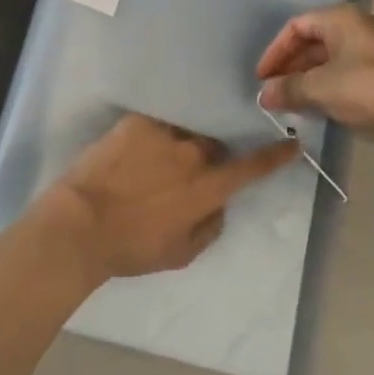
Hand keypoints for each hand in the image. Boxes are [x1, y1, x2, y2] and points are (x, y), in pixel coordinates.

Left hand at [41, 114, 298, 280]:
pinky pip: (158, 123)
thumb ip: (210, 227)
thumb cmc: (131, 247)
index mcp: (207, 187)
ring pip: (185, 132)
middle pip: (214, 145)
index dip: (275, 155)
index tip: (292, 142)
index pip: (251, 167)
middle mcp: (193, 154)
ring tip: (155, 160)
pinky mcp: (139, 121)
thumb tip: (219, 205)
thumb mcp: (180, 253)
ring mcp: (165, 133)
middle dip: (209, 157)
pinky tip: (137, 149)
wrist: (80, 223)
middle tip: (185, 174)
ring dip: (180, 145)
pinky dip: (154, 135)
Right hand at [256, 5, 373, 146]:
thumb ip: (288, 89)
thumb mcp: (321, 88)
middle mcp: (356, 23)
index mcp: (340, 17)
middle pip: (313, 40)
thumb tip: (263, 95)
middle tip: (274, 91)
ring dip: (308, 77)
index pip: (296, 26)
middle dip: (290, 67)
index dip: (275, 52)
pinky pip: (346, 68)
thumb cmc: (368, 88)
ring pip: (330, 56)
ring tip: (292, 101)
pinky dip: (328, 83)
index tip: (262, 78)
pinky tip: (320, 104)